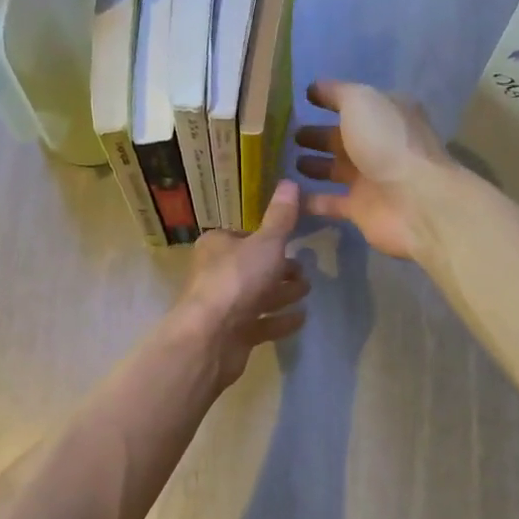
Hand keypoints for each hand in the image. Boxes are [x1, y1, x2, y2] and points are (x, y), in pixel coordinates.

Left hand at [173, 180, 310, 386]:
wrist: (211, 336)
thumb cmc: (237, 280)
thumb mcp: (266, 243)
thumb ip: (281, 218)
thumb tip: (290, 181)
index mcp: (217, 246)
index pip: (244, 237)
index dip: (267, 240)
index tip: (290, 244)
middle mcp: (216, 274)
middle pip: (252, 268)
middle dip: (279, 269)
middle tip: (304, 272)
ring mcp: (223, 307)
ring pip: (257, 296)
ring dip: (282, 294)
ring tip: (307, 292)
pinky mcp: (232, 335)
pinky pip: (260, 324)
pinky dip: (279, 321)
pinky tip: (301, 319)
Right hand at [293, 80, 451, 261]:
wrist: (413, 201)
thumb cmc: (387, 142)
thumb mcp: (361, 102)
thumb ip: (337, 93)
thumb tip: (315, 88)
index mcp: (386, 114)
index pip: (354, 103)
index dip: (330, 99)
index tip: (303, 99)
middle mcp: (380, 144)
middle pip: (342, 138)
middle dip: (317, 136)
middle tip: (289, 136)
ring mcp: (370, 179)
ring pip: (336, 169)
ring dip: (314, 166)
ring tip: (285, 162)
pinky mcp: (360, 209)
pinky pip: (329, 202)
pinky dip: (310, 200)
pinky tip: (286, 195)